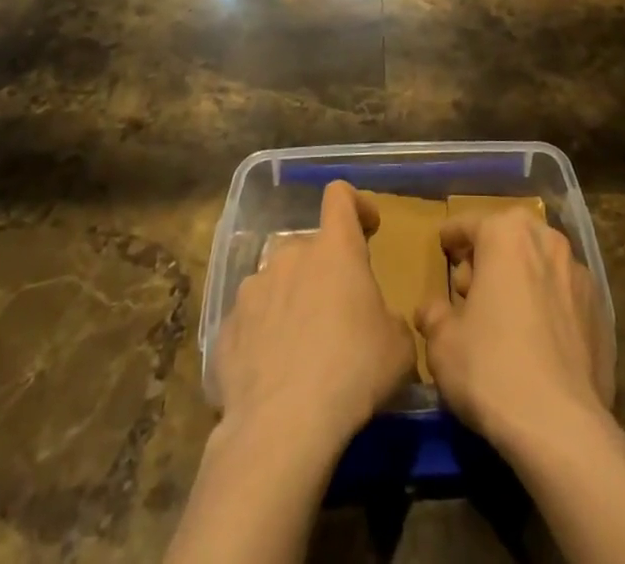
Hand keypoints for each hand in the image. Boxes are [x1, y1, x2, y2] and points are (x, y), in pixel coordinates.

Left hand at [215, 180, 416, 448]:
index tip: (368, 228)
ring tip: (300, 348)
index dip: (355, 205)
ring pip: (277, 282)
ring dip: (290, 301)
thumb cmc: (353, 372)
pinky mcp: (225, 328)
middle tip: (337, 312)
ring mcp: (252, 290)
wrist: (282, 428)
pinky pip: (251, 322)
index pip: (339, 196)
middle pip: (309, 246)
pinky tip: (272, 374)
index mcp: (334, 248)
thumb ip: (390, 320)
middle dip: (323, 270)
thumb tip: (380, 324)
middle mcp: (290, 256)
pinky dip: (263, 336)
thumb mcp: (398, 347)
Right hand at [416, 208, 614, 450]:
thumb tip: (432, 309)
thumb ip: (434, 315)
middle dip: (488, 256)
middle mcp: (546, 240)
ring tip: (505, 314)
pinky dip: (547, 304)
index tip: (443, 246)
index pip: (470, 223)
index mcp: (506, 234)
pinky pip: (563, 294)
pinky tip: (537, 338)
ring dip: (521, 277)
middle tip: (470, 288)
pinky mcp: (600, 309)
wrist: (561, 425)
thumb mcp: (443, 344)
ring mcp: (579, 273)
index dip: (452, 235)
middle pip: (509, 237)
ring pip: (540, 262)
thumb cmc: (491, 368)